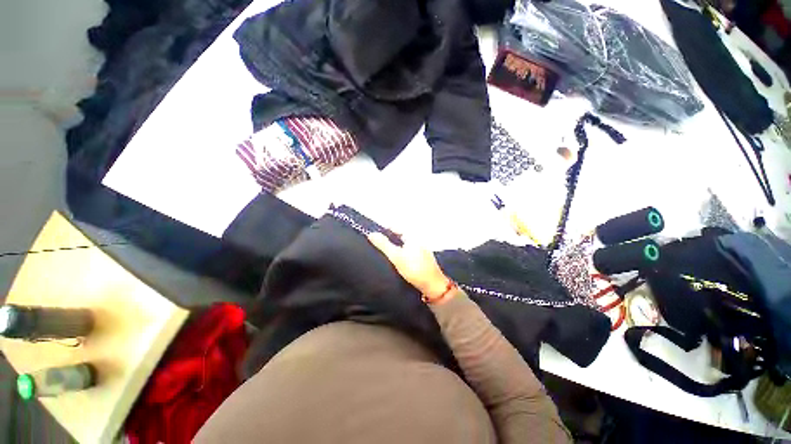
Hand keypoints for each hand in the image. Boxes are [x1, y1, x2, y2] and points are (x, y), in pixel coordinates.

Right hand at [367, 232, 450, 298]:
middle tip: (377, 246)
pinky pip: (409, 253)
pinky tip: (397, 263)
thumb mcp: (396, 256)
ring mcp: (421, 250)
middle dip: (389, 240)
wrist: (433, 286)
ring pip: (404, 245)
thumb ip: (383, 245)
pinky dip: (401, 255)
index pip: (396, 227)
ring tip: (384, 255)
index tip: (374, 235)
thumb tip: (371, 234)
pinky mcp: (423, 260)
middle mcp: (418, 240)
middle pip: (400, 236)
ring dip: (395, 248)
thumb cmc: (414, 269)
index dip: (385, 230)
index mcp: (413, 236)